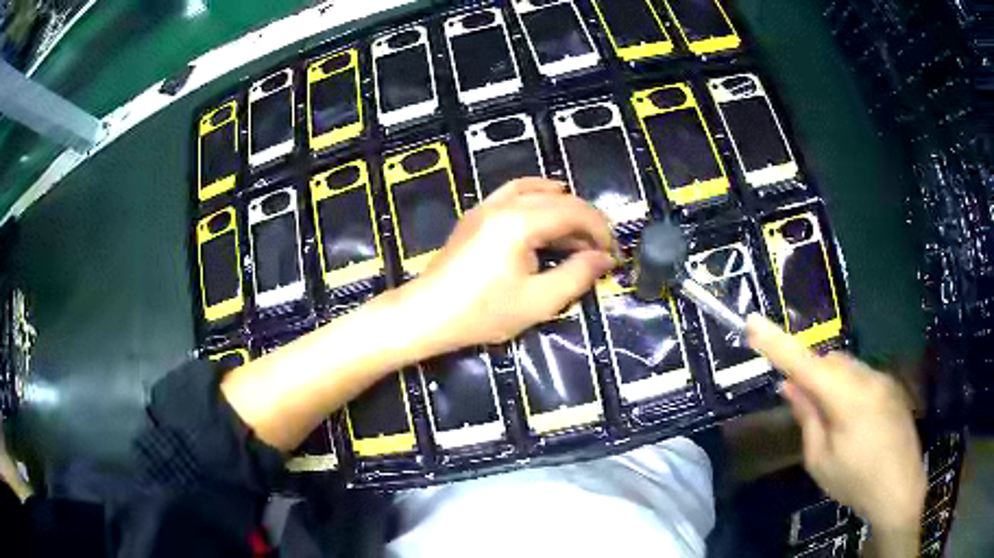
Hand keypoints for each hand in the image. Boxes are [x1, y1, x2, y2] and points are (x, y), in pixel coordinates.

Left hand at [404, 178, 614, 350]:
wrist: (427, 314)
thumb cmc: (482, 312)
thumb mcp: (538, 301)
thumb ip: (577, 275)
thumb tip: (604, 258)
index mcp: (520, 222)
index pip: (574, 213)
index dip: (600, 231)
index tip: (613, 254)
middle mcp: (504, 204)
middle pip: (558, 200)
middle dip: (586, 221)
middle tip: (602, 248)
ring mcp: (486, 206)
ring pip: (537, 192)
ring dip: (564, 207)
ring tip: (582, 232)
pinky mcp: (477, 215)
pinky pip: (513, 193)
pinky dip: (537, 195)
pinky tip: (548, 203)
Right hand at [746, 315, 925, 534]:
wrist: (901, 488)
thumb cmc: (856, 481)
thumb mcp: (821, 460)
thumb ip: (807, 418)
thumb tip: (791, 387)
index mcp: (846, 398)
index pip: (804, 364)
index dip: (777, 344)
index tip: (752, 322)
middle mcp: (866, 378)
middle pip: (829, 360)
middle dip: (812, 375)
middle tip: (803, 407)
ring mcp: (883, 380)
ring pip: (847, 367)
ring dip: (832, 384)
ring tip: (833, 423)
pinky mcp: (892, 387)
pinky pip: (863, 377)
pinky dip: (849, 390)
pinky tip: (855, 424)